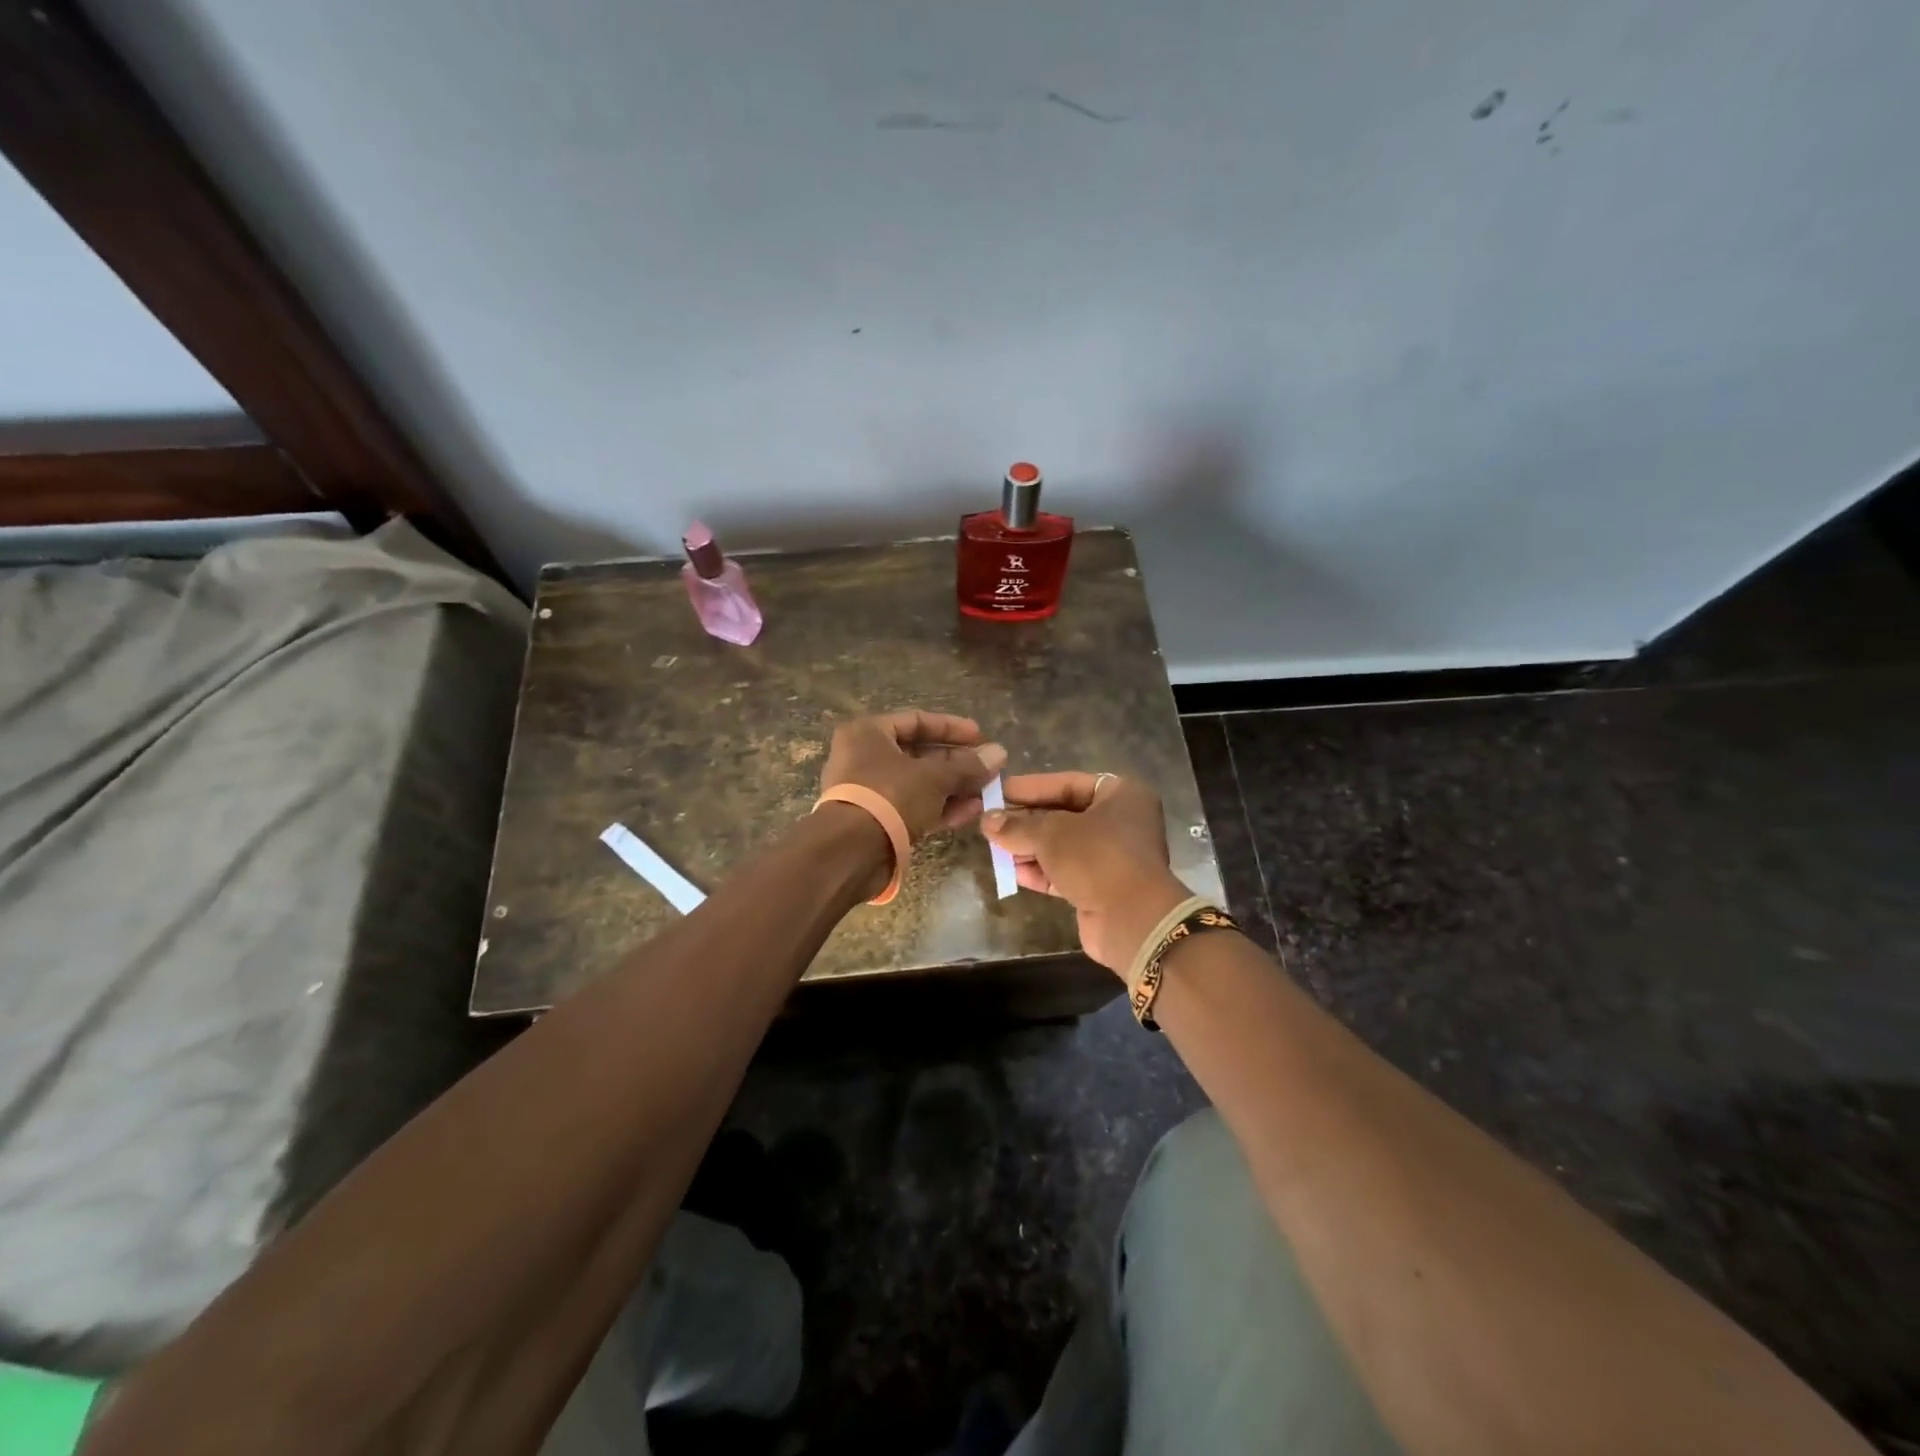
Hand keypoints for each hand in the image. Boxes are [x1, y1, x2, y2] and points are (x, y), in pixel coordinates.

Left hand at [819, 710, 1006, 841]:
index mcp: (868, 733)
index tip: (981, 736)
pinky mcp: (877, 821)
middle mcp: (864, 758)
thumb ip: (967, 766)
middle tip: (989, 768)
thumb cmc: (889, 796)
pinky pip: (913, 807)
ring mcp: (869, 792)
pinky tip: (970, 813)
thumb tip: (1000, 753)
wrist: (851, 852)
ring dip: (953, 787)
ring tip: (987, 793)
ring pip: (919, 783)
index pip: (916, 720)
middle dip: (957, 762)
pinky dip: (940, 808)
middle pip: (919, 754)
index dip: (952, 728)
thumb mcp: (934, 777)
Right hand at [982, 772, 1190, 973]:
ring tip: (995, 846)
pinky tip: (1012, 871)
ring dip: (1030, 848)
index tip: (999, 792)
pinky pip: (1067, 872)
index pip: (1068, 783)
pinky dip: (1041, 871)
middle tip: (992, 820)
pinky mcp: (1103, 888)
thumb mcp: (1051, 834)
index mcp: (1121, 795)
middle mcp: (1122, 822)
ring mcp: (1114, 857)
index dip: (1032, 788)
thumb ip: (1017, 826)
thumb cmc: (1096, 858)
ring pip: (1064, 846)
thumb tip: (987, 820)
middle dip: (1027, 820)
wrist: (1132, 920)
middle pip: (1065, 815)